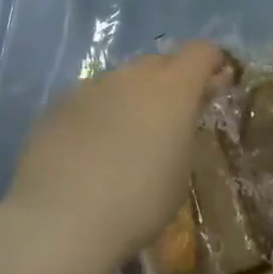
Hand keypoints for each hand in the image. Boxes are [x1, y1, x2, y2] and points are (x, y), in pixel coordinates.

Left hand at [6, 42, 227, 272]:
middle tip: (170, 119)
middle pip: (159, 63)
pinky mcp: (57, 105)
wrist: (61, 221)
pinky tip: (89, 152)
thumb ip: (184, 131)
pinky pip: (89, 101)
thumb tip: (180, 115)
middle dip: (170, 82)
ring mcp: (90, 87)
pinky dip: (97, 116)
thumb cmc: (139, 202)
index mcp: (172, 87)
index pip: (201, 52)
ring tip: (125, 140)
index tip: (215, 85)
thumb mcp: (180, 171)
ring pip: (120, 81)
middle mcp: (131, 75)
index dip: (211, 63)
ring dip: (130, 99)